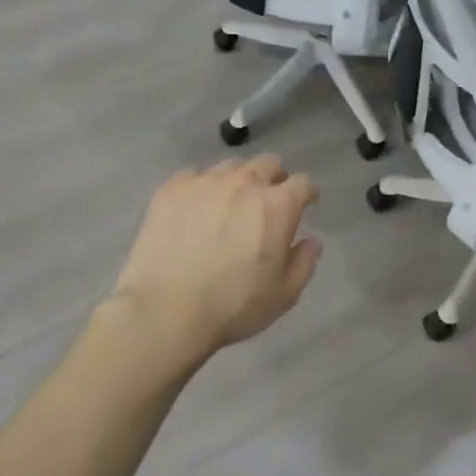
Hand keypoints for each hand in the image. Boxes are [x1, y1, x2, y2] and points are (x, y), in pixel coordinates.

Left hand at [107, 155, 321, 375]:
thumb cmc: (233, 306)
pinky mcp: (172, 189)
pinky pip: (194, 176)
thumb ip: (304, 262)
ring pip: (231, 166)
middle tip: (268, 201)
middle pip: (268, 163)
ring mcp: (206, 182)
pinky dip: (202, 187)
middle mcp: (245, 182)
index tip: (306, 204)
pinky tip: (195, 209)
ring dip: (238, 180)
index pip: (302, 183)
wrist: (165, 311)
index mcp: (278, 205)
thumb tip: (310, 241)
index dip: (307, 193)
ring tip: (229, 203)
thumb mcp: (284, 294)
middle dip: (274, 178)